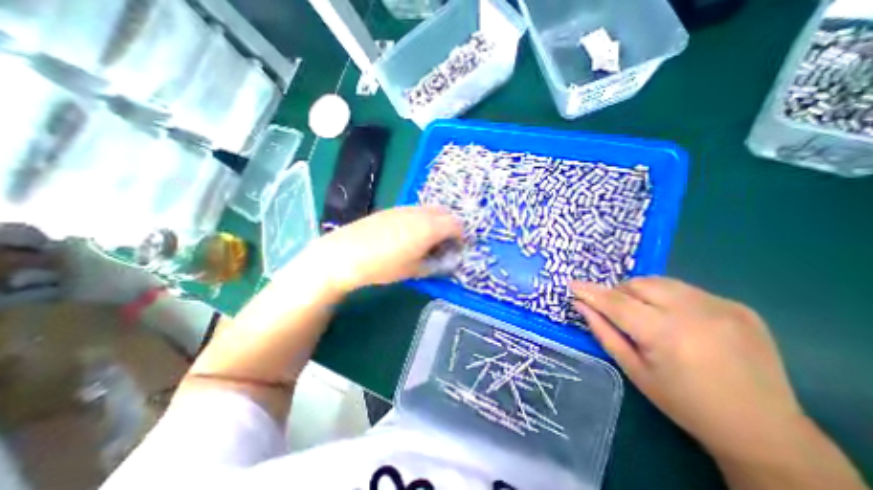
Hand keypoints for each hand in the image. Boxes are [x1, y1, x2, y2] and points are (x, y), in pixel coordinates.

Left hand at [294, 206, 462, 293]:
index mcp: (430, 227)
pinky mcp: (391, 209)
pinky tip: (408, 234)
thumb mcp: (413, 270)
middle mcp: (420, 213)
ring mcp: (404, 208)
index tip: (456, 249)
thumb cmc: (383, 265)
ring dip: (435, 222)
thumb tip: (446, 262)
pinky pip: (414, 210)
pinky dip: (421, 219)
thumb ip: (435, 265)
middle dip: (450, 227)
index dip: (461, 236)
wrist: (345, 253)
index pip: (456, 224)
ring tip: (426, 240)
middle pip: (445, 213)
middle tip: (443, 244)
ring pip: (429, 210)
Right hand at [571, 278, 799, 461]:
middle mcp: (696, 313)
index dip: (591, 292)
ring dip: (643, 293)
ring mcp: (722, 307)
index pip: (616, 303)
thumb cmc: (683, 402)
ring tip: (647, 315)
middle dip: (620, 293)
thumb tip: (580, 305)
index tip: (572, 284)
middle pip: (639, 284)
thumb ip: (603, 331)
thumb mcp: (633, 369)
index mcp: (667, 335)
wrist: (763, 430)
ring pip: (661, 282)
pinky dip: (669, 298)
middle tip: (619, 312)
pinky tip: (679, 321)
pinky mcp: (738, 307)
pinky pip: (686, 290)